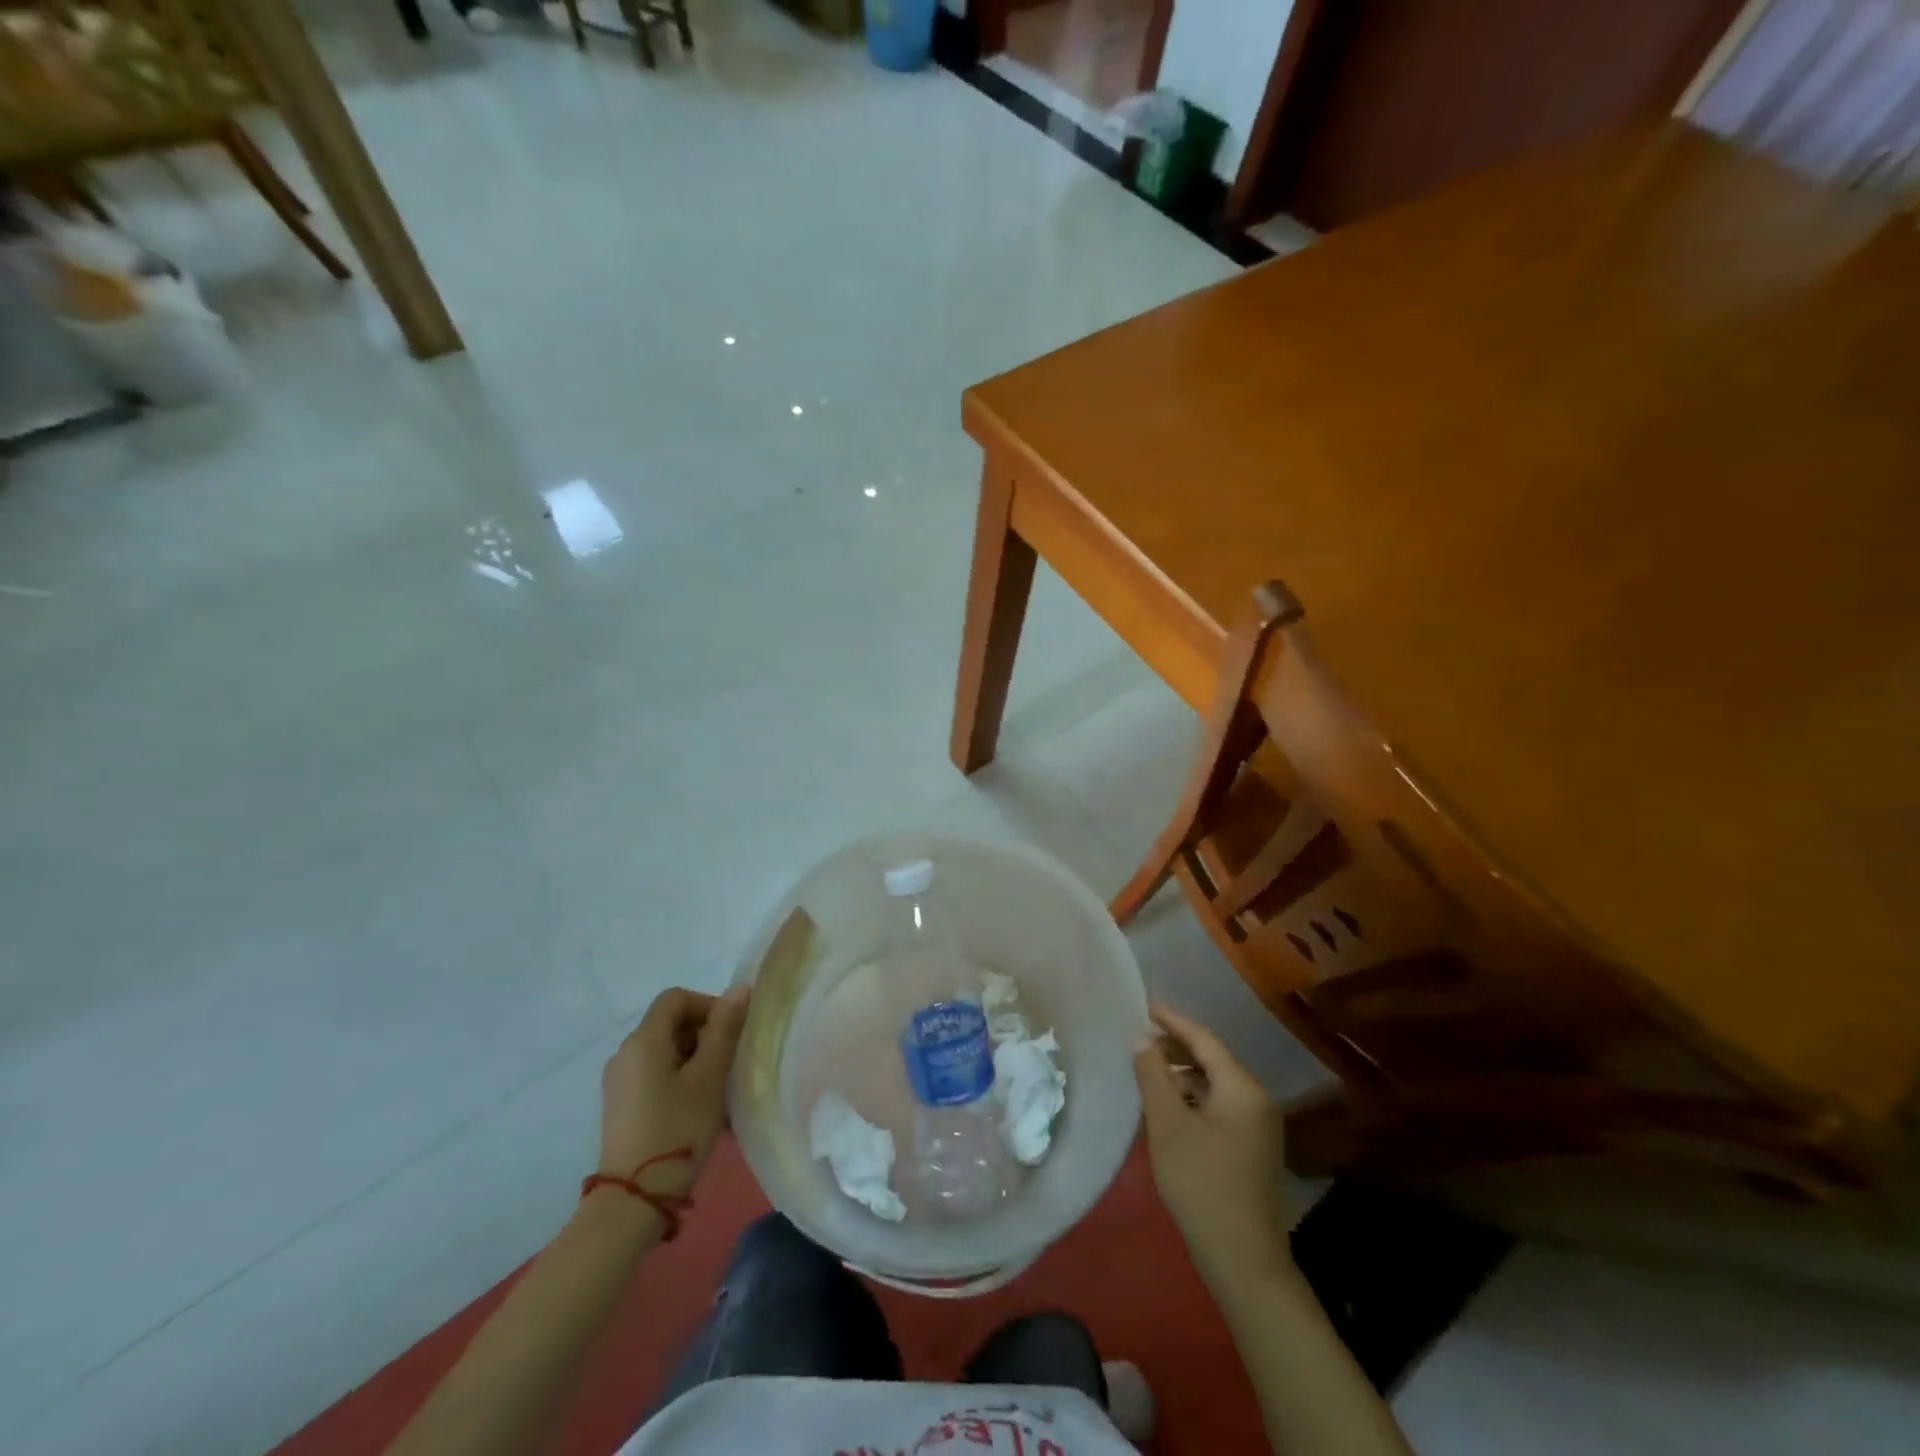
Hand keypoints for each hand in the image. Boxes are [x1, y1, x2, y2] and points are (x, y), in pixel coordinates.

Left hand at [598, 985, 749, 1196]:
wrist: (634, 1199)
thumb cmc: (677, 1129)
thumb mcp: (709, 1077)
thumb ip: (724, 1029)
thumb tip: (739, 989)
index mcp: (643, 1040)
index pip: (676, 998)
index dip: (707, 1005)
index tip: (730, 1033)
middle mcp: (624, 1053)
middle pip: (670, 1023)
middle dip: (704, 1034)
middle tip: (728, 1063)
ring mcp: (619, 1081)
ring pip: (664, 1050)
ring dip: (695, 1059)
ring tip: (717, 1089)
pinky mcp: (620, 1105)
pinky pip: (654, 1074)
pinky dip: (679, 1078)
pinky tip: (697, 1107)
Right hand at [1135, 1001, 1291, 1284]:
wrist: (1242, 1260)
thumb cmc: (1201, 1183)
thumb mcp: (1168, 1124)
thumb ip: (1153, 1075)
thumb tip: (1141, 1038)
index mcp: (1241, 1088)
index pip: (1203, 1039)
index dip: (1171, 1020)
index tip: (1143, 1005)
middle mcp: (1256, 1099)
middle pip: (1211, 1060)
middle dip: (1174, 1048)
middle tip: (1137, 1040)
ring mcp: (1257, 1126)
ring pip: (1213, 1085)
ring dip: (1180, 1076)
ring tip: (1145, 1074)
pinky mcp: (1251, 1149)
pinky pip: (1217, 1107)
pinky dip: (1191, 1100)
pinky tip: (1165, 1110)